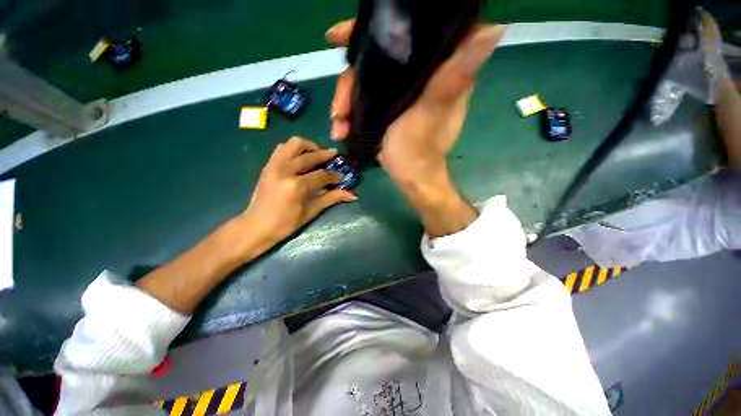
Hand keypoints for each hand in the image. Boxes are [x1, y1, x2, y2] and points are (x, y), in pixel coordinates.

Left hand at [241, 137, 356, 247]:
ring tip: (316, 153)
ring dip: (308, 146)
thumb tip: (352, 195)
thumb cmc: (285, 224)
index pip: (321, 175)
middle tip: (334, 156)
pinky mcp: (268, 165)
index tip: (341, 177)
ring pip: (293, 144)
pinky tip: (301, 158)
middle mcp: (284, 170)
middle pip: (309, 155)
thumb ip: (331, 199)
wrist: (255, 226)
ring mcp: (274, 166)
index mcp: (296, 186)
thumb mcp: (310, 212)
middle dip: (324, 154)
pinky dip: (294, 149)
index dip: (334, 176)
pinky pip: (282, 148)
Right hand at [326, 20, 505, 186]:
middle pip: (377, 58)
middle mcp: (419, 76)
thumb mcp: (433, 111)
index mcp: (438, 70)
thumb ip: (454, 74)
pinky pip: (363, 99)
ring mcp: (400, 92)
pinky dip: (349, 112)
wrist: (410, 176)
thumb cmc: (420, 149)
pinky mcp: (387, 106)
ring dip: (345, 101)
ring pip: (365, 80)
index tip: (345, 36)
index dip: (380, 25)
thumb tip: (495, 27)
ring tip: (338, 123)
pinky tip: (341, 128)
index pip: (412, 31)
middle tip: (339, 103)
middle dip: (351, 77)